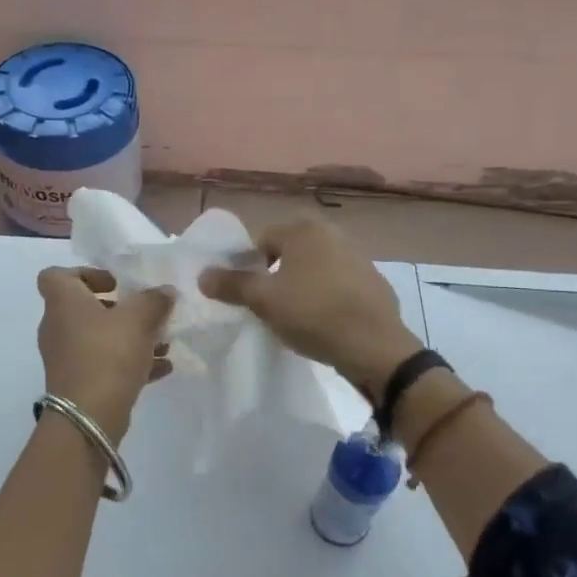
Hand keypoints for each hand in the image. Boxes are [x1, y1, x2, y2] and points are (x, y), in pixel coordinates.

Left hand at [36, 267, 175, 444]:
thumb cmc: (108, 354)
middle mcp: (57, 326)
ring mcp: (65, 357)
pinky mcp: (77, 383)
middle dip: (118, 309)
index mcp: (63, 302)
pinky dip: (129, 363)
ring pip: (98, 338)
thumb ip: (154, 300)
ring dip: (129, 337)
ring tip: (163, 343)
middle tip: (144, 313)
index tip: (114, 283)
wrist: (88, 416)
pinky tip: (162, 368)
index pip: (55, 275)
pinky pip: (104, 364)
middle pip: (83, 308)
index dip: (84, 273)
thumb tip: (164, 291)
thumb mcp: (139, 319)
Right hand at [199, 215, 421, 398]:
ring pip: (313, 267)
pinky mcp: (373, 281)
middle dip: (274, 273)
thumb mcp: (263, 300)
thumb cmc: (312, 313)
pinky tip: (322, 321)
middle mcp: (332, 233)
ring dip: (300, 284)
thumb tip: (202, 275)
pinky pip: (336, 283)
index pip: (261, 238)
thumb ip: (231, 284)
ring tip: (292, 315)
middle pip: (288, 251)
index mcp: (304, 229)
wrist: (374, 347)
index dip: (247, 264)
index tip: (245, 293)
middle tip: (266, 303)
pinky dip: (325, 295)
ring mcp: (357, 256)